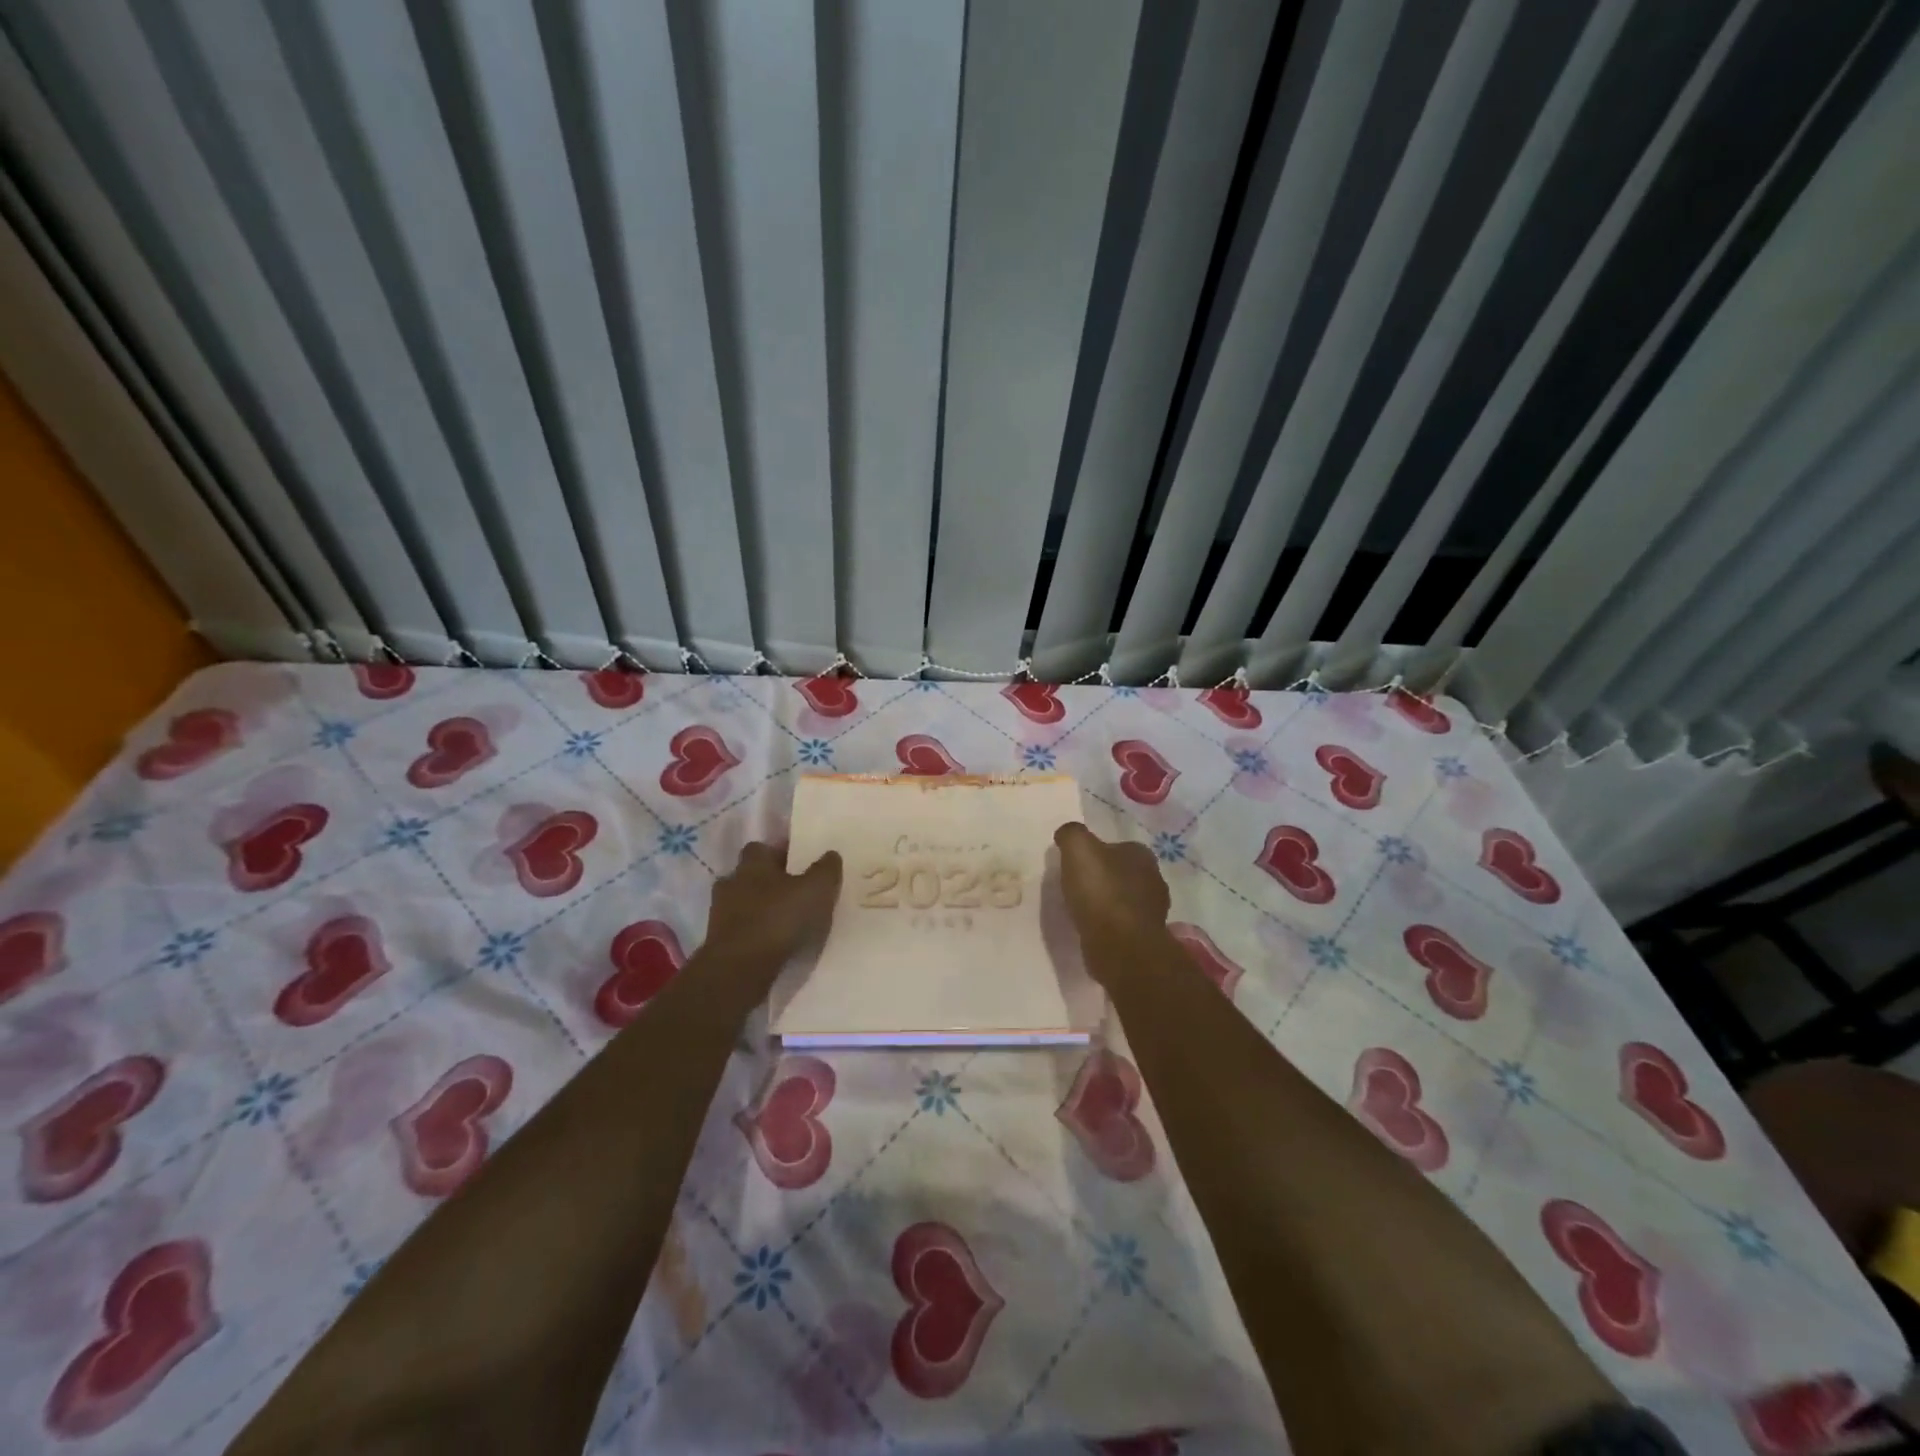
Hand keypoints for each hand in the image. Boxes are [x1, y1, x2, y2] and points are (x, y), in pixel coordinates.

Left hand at [704, 842, 841, 972]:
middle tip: (793, 892)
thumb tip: (830, 854)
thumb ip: (825, 870)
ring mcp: (719, 914)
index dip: (778, 853)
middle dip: (768, 882)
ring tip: (784, 922)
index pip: (761, 848)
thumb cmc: (779, 919)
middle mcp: (731, 883)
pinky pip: (739, 930)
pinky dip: (753, 933)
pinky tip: (772, 944)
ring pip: (742, 903)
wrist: (740, 968)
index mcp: (753, 864)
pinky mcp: (717, 942)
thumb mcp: (816, 890)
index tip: (797, 862)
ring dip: (759, 910)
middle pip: (749, 876)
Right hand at [1053, 823, 1169, 953]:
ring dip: (1107, 903)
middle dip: (1104, 878)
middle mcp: (1154, 880)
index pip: (1118, 846)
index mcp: (1142, 855)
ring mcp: (1153, 911)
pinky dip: (1110, 925)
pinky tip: (1092, 929)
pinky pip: (1123, 924)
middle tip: (1078, 886)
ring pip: (1125, 900)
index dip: (1098, 853)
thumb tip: (1067, 833)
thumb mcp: (1078, 849)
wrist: (1120, 946)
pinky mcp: (1146, 938)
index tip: (1077, 864)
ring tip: (1081, 909)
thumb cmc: (1101, 891)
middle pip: (1123, 873)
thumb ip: (1072, 834)